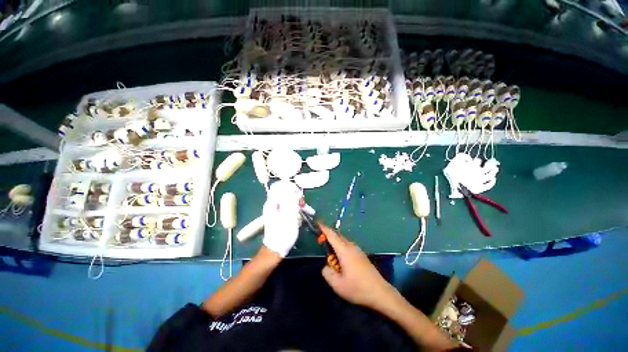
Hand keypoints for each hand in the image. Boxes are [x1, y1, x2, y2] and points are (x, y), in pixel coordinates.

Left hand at [262, 181, 301, 256]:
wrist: (276, 248)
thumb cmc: (282, 232)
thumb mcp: (289, 215)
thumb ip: (291, 201)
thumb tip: (293, 191)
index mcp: (272, 203)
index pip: (282, 189)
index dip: (292, 190)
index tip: (300, 196)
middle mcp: (273, 205)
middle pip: (286, 195)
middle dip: (296, 199)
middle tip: (303, 205)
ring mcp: (276, 211)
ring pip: (289, 202)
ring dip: (297, 206)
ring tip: (304, 212)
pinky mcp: (280, 216)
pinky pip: (289, 209)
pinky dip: (295, 211)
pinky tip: (299, 217)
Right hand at [319, 223, 395, 310]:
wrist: (380, 292)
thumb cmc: (357, 288)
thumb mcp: (337, 284)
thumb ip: (327, 272)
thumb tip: (326, 266)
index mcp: (344, 250)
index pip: (331, 235)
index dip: (324, 228)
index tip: (317, 223)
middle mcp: (351, 246)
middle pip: (337, 236)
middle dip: (328, 235)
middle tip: (321, 241)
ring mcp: (357, 250)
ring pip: (343, 240)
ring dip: (335, 242)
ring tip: (331, 254)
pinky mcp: (361, 254)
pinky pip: (348, 245)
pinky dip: (341, 247)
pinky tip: (341, 260)